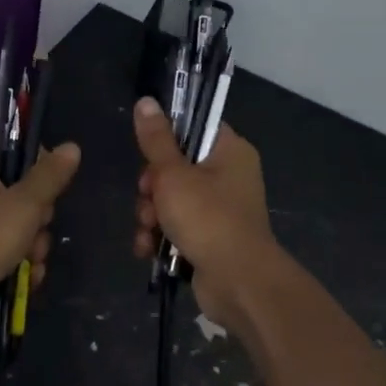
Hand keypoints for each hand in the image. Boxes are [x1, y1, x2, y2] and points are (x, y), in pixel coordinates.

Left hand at [0, 138, 81, 340]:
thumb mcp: (23, 205)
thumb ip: (49, 176)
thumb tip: (72, 146)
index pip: (11, 147)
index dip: (36, 162)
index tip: (50, 183)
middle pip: (21, 190)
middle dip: (38, 217)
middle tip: (36, 228)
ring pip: (20, 224)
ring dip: (33, 245)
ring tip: (29, 262)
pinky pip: (9, 250)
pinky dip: (20, 263)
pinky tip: (27, 279)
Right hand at [131, 97, 277, 334]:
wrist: (239, 284)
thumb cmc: (208, 218)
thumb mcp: (173, 174)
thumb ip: (156, 139)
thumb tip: (146, 101)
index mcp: (229, 151)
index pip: (193, 127)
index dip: (165, 138)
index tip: (149, 153)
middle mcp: (229, 176)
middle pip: (175, 166)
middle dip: (151, 187)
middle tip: (147, 197)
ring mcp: (220, 209)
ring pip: (171, 199)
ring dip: (151, 215)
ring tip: (147, 230)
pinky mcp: (210, 238)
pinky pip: (177, 226)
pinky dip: (160, 236)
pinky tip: (147, 249)